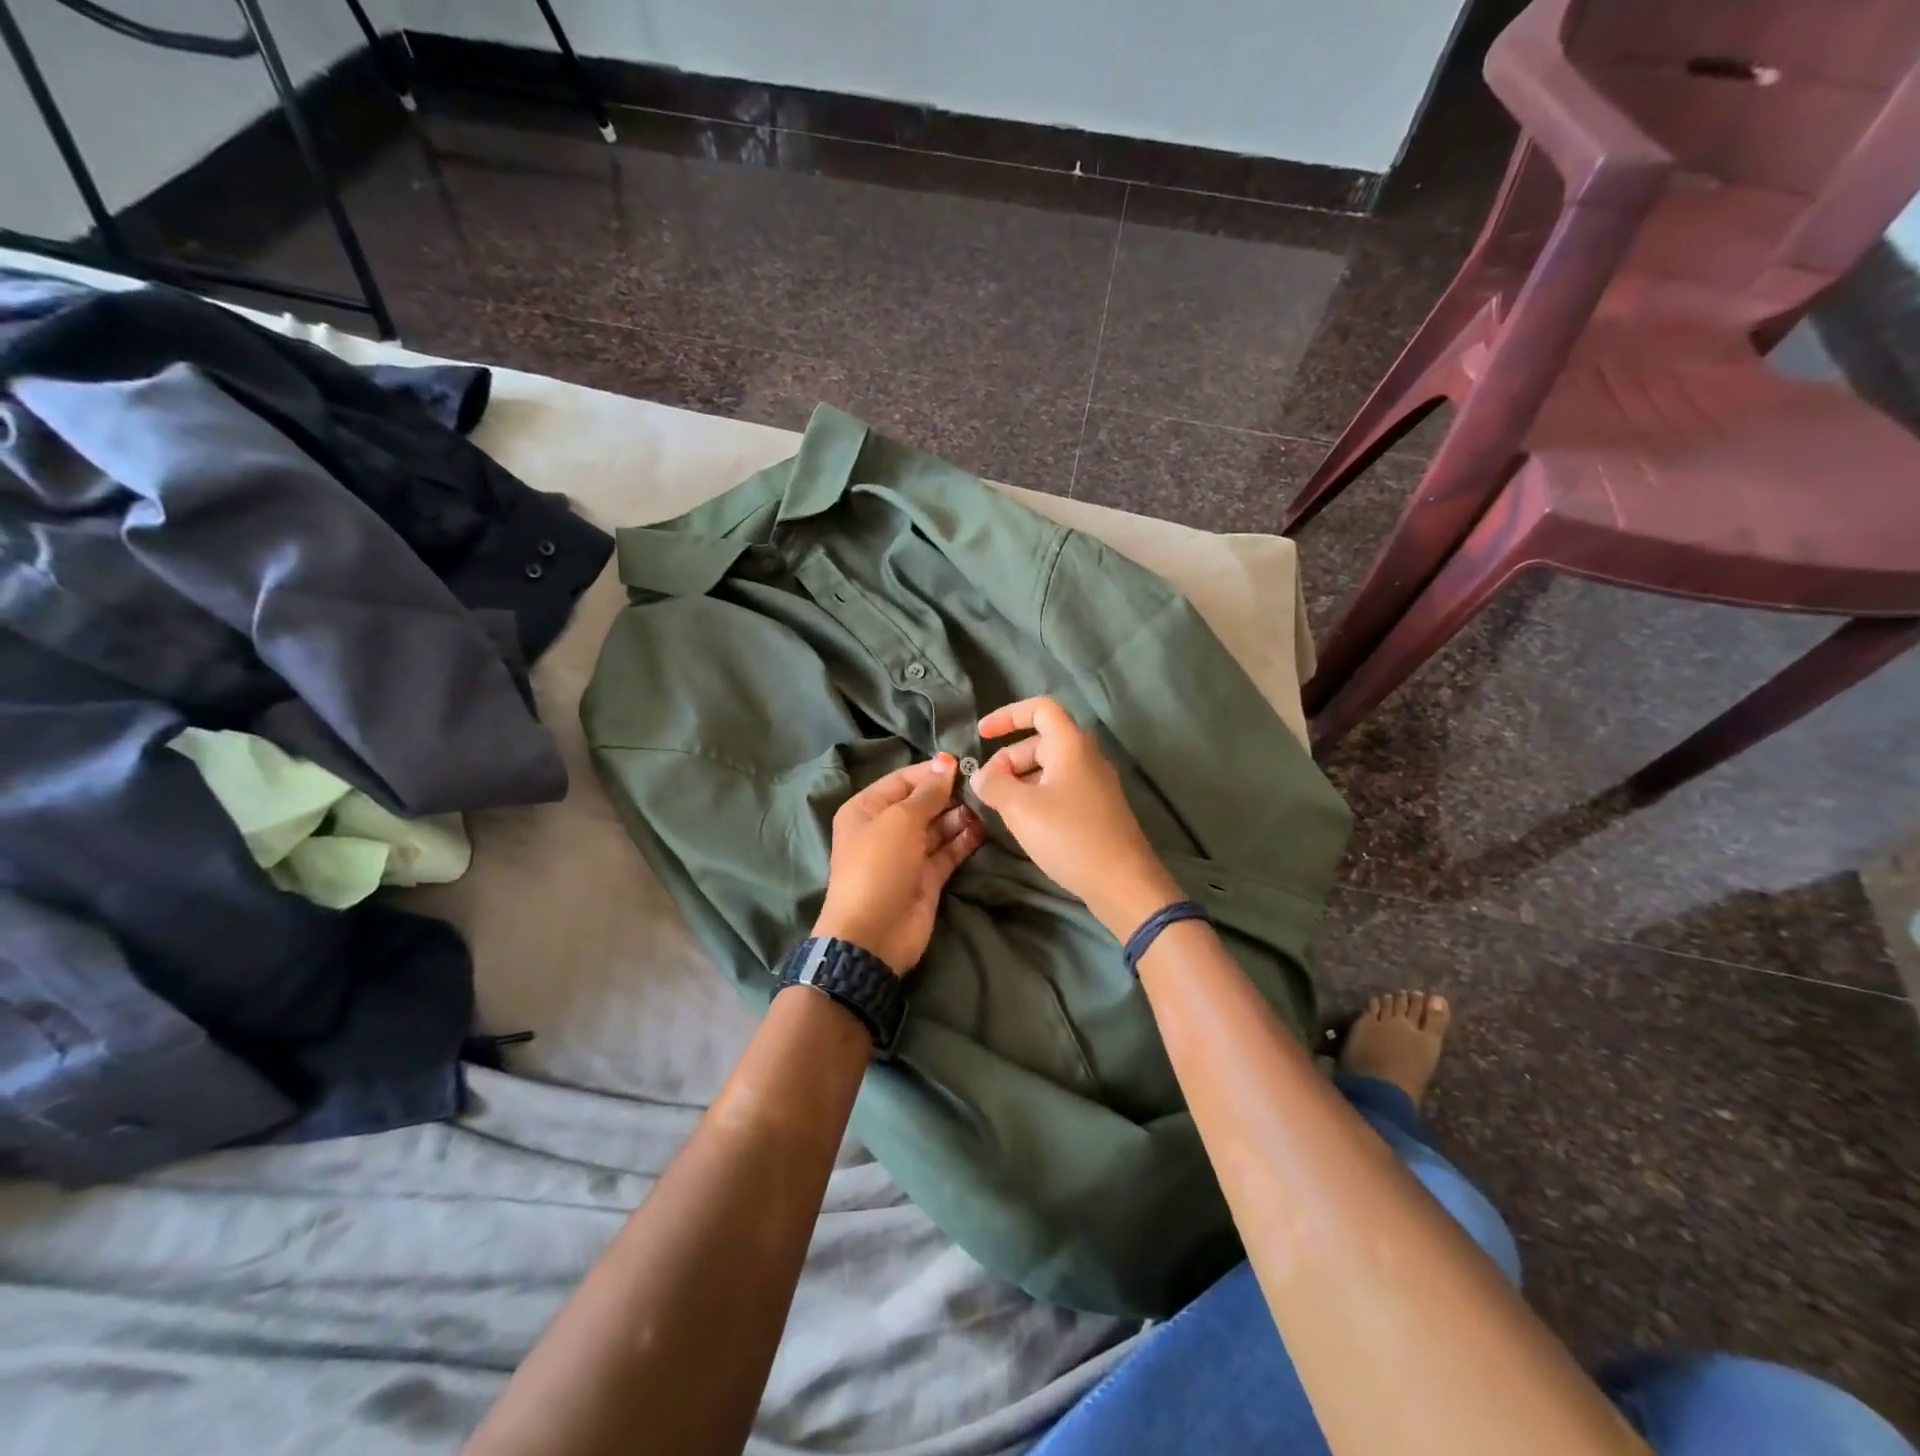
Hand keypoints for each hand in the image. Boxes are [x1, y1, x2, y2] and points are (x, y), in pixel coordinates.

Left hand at [813, 754, 981, 975]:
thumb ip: (927, 793)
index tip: (964, 764)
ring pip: (937, 827)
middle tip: (982, 788)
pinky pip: (947, 851)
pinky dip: (963, 841)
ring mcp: (906, 854)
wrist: (873, 934)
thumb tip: (946, 762)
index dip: (932, 771)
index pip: (903, 780)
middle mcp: (885, 828)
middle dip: (949, 795)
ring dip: (959, 817)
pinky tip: (982, 829)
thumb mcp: (900, 821)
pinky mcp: (926, 877)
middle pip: (922, 803)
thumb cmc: (879, 866)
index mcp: (866, 809)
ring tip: (985, 808)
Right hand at [972, 697, 1182, 938]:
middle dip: (1008, 759)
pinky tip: (1025, 822)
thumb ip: (993, 785)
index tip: (981, 735)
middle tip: (987, 788)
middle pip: (1040, 741)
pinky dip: (1037, 795)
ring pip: (1049, 768)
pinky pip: (1061, 788)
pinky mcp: (1098, 808)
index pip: (1039, 708)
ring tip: (1000, 808)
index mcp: (1071, 744)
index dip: (1007, 716)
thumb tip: (981, 776)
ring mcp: (1096, 783)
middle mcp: (1087, 756)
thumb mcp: (1020, 809)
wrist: (1122, 882)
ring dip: (1020, 780)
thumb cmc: (1069, 836)